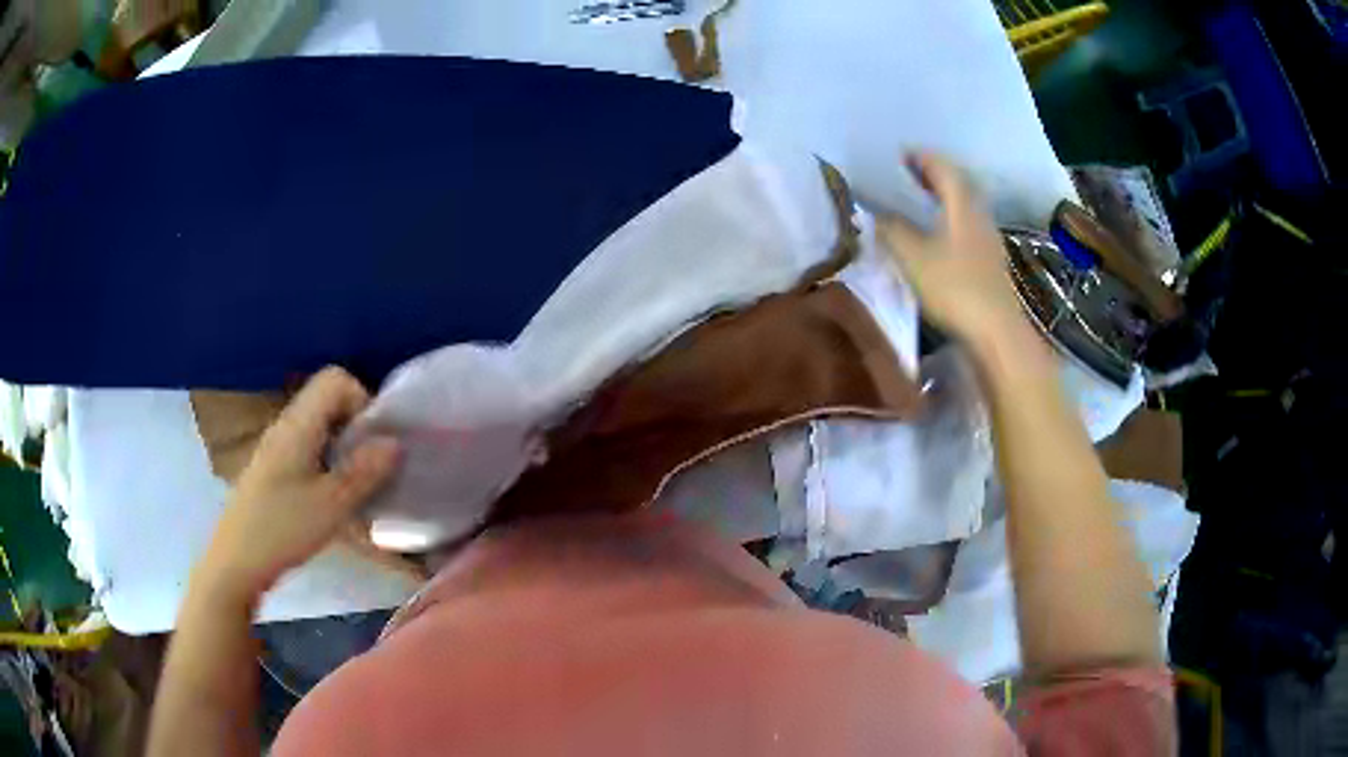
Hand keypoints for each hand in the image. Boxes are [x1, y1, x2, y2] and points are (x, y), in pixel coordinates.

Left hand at [196, 367, 399, 602]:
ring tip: (356, 485)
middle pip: (328, 400)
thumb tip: (395, 442)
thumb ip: (365, 472)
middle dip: (357, 426)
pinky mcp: (273, 469)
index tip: (374, 441)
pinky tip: (331, 498)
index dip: (362, 399)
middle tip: (371, 466)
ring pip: (319, 426)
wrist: (236, 561)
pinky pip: (307, 447)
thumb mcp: (331, 505)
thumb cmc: (282, 529)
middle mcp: (286, 425)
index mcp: (299, 423)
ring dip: (343, 447)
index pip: (335, 379)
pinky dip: (327, 462)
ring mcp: (277, 446)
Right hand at [878, 153, 1031, 350]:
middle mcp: (979, 214)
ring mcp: (988, 238)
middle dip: (931, 176)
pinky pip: (967, 226)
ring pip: (963, 206)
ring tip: (917, 203)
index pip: (942, 167)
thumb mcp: (913, 256)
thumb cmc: (954, 287)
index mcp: (962, 204)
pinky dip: (949, 219)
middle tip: (906, 177)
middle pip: (957, 184)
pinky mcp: (989, 260)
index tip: (899, 156)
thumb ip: (891, 229)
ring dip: (941, 198)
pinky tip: (936, 235)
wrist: (996, 331)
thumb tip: (873, 213)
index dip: (921, 157)